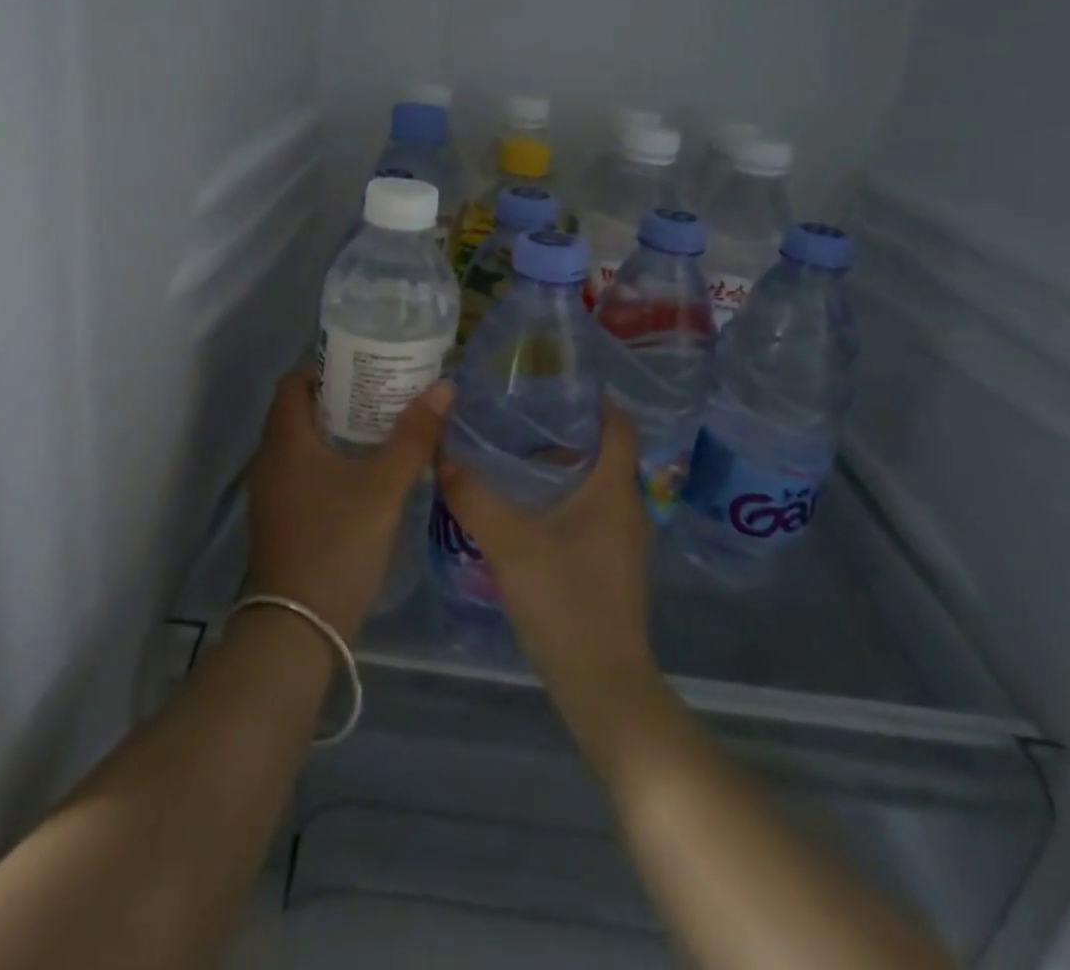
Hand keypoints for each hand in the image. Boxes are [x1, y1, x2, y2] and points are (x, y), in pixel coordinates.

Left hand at [243, 367, 452, 641]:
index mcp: (286, 440)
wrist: (297, 629)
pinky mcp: (279, 520)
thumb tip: (444, 386)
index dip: (327, 368)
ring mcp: (270, 493)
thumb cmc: (338, 544)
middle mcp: (269, 459)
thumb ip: (414, 436)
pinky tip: (364, 475)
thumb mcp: (384, 487)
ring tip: (381, 429)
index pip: (295, 381)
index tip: (365, 367)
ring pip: (301, 445)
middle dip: (340, 399)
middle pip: (299, 411)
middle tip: (383, 395)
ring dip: (335, 432)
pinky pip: (301, 473)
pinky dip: (328, 462)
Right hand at [436, 402, 658, 706]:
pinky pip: (591, 512)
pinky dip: (564, 498)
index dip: (593, 399)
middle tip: (517, 416)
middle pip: (604, 451)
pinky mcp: (613, 564)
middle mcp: (628, 507)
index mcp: (614, 489)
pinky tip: (526, 508)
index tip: (552, 384)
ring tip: (514, 455)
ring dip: (562, 467)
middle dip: (564, 430)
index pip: (618, 424)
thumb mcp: (509, 544)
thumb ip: (473, 497)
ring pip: (595, 484)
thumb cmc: (564, 601)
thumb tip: (441, 455)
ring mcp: (624, 539)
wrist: (602, 684)